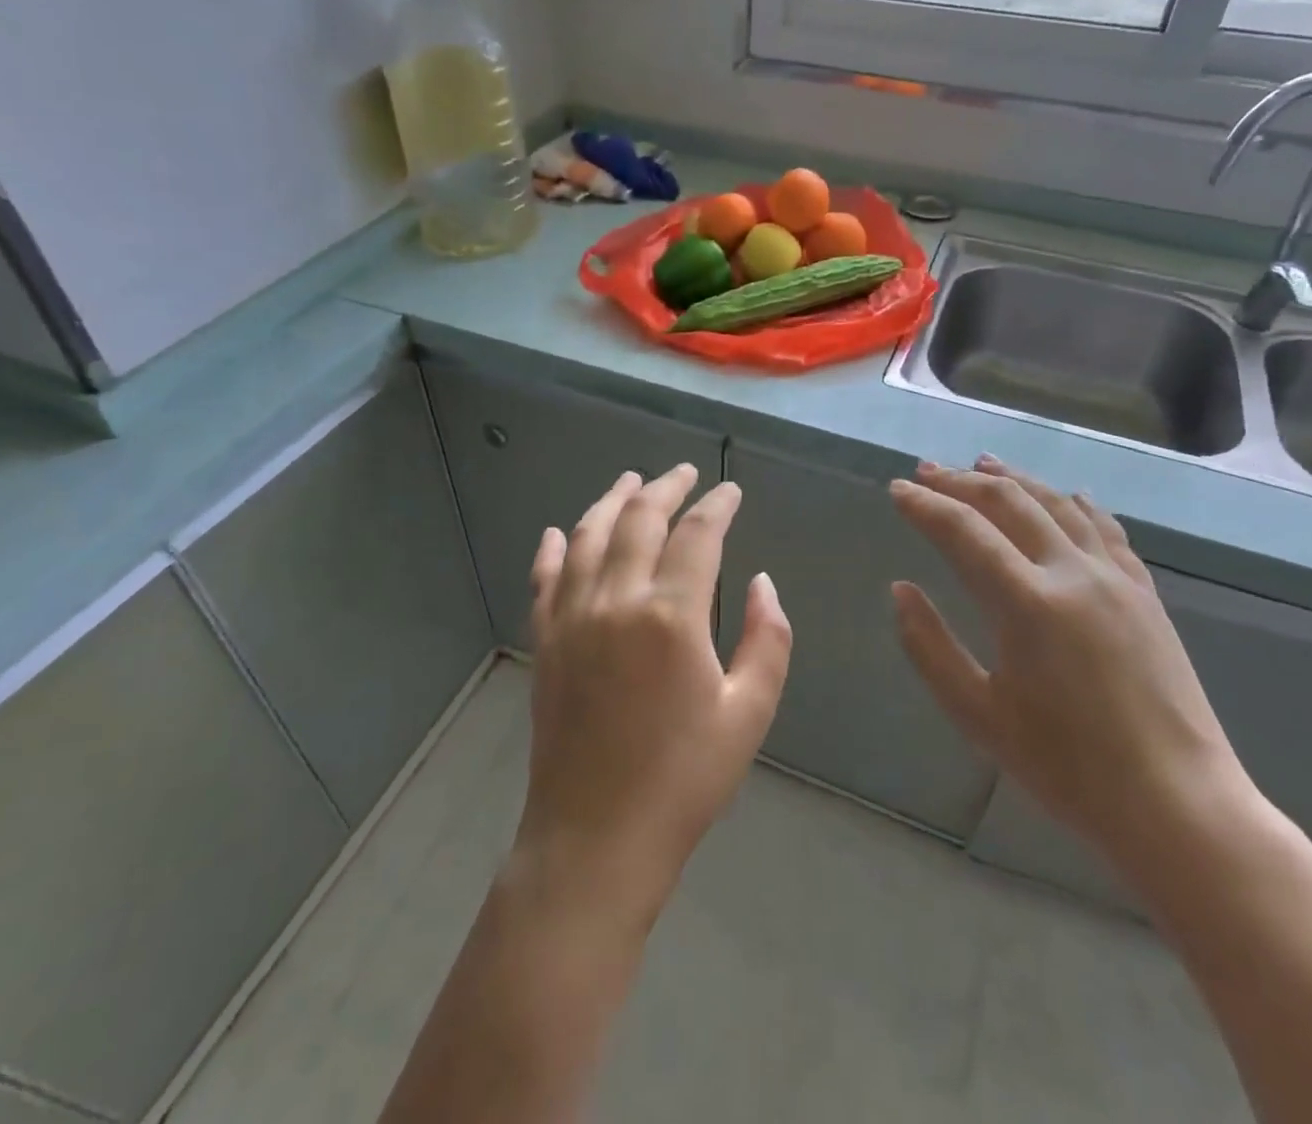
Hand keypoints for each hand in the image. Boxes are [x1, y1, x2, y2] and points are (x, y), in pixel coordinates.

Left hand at [517, 465, 792, 916]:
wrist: (595, 838)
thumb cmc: (683, 780)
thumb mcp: (749, 714)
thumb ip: (765, 639)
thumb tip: (761, 582)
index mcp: (671, 616)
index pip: (697, 535)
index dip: (717, 505)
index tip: (730, 491)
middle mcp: (616, 600)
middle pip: (639, 520)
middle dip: (665, 488)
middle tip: (684, 472)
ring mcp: (572, 618)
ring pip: (589, 536)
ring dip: (612, 501)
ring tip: (631, 480)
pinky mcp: (545, 641)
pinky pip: (545, 578)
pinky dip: (554, 548)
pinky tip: (559, 531)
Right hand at [890, 456, 1257, 874]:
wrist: (1178, 805)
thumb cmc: (1067, 769)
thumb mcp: (978, 716)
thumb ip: (930, 647)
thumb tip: (900, 589)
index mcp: (1027, 603)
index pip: (963, 532)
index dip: (925, 505)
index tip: (897, 489)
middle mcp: (1073, 573)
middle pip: (1009, 503)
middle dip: (961, 482)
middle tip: (927, 471)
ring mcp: (1116, 578)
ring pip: (1058, 504)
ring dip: (1015, 479)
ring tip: (983, 464)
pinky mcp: (1145, 593)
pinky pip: (1106, 529)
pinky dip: (1075, 503)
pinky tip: (1066, 495)